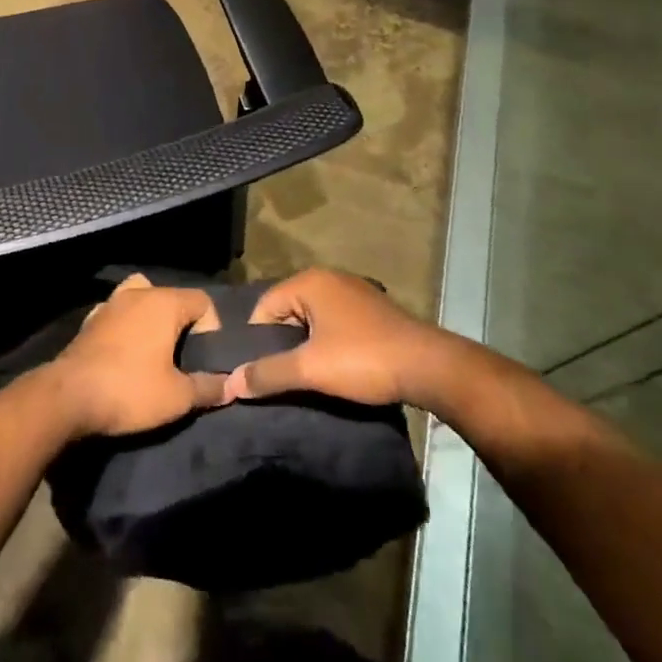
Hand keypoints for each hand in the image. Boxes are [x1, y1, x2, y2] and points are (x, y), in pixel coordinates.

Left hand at [48, 274, 227, 436]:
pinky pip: (118, 313)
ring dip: (151, 318)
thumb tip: (231, 386)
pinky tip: (124, 353)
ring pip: (141, 297)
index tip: (204, 358)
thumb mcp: (177, 397)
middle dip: (182, 323)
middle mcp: (138, 293)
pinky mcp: (90, 320)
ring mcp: (110, 303)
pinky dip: (126, 326)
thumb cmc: (130, 390)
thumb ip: (208, 387)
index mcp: (164, 303)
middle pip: (172, 297)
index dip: (211, 328)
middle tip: (182, 357)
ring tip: (154, 350)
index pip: (203, 301)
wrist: (68, 397)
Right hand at [224, 268, 450, 409]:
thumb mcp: (310, 369)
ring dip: (306, 346)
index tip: (261, 373)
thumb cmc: (364, 360)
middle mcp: (329, 279)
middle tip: (281, 377)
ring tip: (307, 377)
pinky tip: (335, 368)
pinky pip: (334, 323)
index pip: (264, 307)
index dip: (257, 341)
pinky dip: (328, 344)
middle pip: (287, 312)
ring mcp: (353, 292)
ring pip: (311, 320)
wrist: (430, 367)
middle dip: (281, 344)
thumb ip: (268, 374)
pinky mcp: (371, 310)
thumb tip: (231, 383)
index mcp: (309, 282)